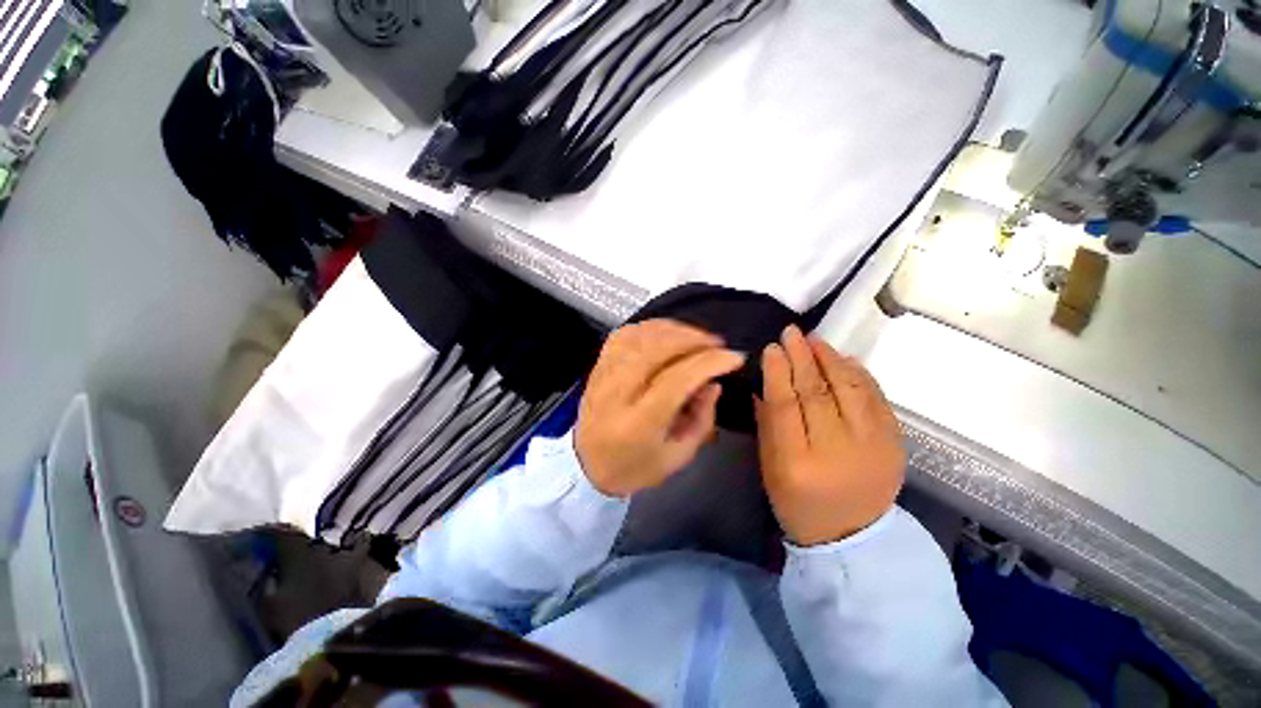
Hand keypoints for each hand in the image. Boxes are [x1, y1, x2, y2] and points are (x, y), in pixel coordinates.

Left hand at [576, 320, 745, 497]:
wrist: (586, 466)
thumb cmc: (635, 467)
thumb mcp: (678, 456)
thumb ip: (701, 419)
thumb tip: (713, 382)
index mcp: (639, 423)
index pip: (677, 379)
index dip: (709, 363)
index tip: (734, 357)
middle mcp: (617, 393)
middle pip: (656, 349)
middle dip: (693, 339)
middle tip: (717, 344)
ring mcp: (603, 375)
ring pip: (640, 336)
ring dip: (674, 330)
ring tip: (696, 337)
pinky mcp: (598, 366)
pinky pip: (624, 335)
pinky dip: (649, 328)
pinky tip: (666, 334)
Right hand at [754, 326, 904, 545]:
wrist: (851, 536)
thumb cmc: (798, 502)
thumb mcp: (770, 467)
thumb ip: (767, 422)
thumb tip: (765, 380)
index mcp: (797, 463)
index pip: (785, 405)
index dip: (777, 372)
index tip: (772, 347)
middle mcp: (837, 452)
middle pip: (818, 393)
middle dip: (802, 357)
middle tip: (791, 333)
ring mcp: (873, 448)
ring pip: (850, 390)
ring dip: (831, 359)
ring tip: (816, 340)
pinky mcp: (895, 445)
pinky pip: (877, 400)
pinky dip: (860, 375)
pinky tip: (844, 359)